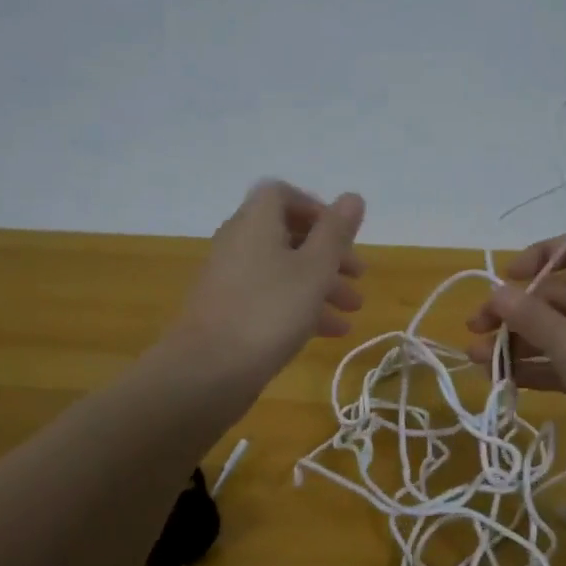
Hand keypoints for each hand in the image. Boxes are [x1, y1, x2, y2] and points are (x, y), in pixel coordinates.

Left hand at [170, 180, 366, 392]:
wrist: (207, 371)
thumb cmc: (269, 312)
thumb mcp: (314, 269)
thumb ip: (335, 232)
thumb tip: (353, 196)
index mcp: (255, 223)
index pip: (281, 195)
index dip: (315, 209)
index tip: (342, 235)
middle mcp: (239, 243)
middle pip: (287, 235)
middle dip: (328, 254)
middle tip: (359, 276)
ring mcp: (231, 279)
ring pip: (282, 270)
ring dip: (320, 285)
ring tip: (353, 310)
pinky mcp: (229, 312)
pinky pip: (270, 297)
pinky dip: (300, 307)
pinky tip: (329, 332)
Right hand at [466, 232, 565, 482]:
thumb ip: (528, 315)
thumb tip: (497, 292)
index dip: (539, 256)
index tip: (506, 279)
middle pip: (556, 296)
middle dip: (513, 312)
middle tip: (475, 330)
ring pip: (557, 333)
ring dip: (517, 343)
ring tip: (477, 360)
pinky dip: (537, 367)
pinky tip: (503, 380)